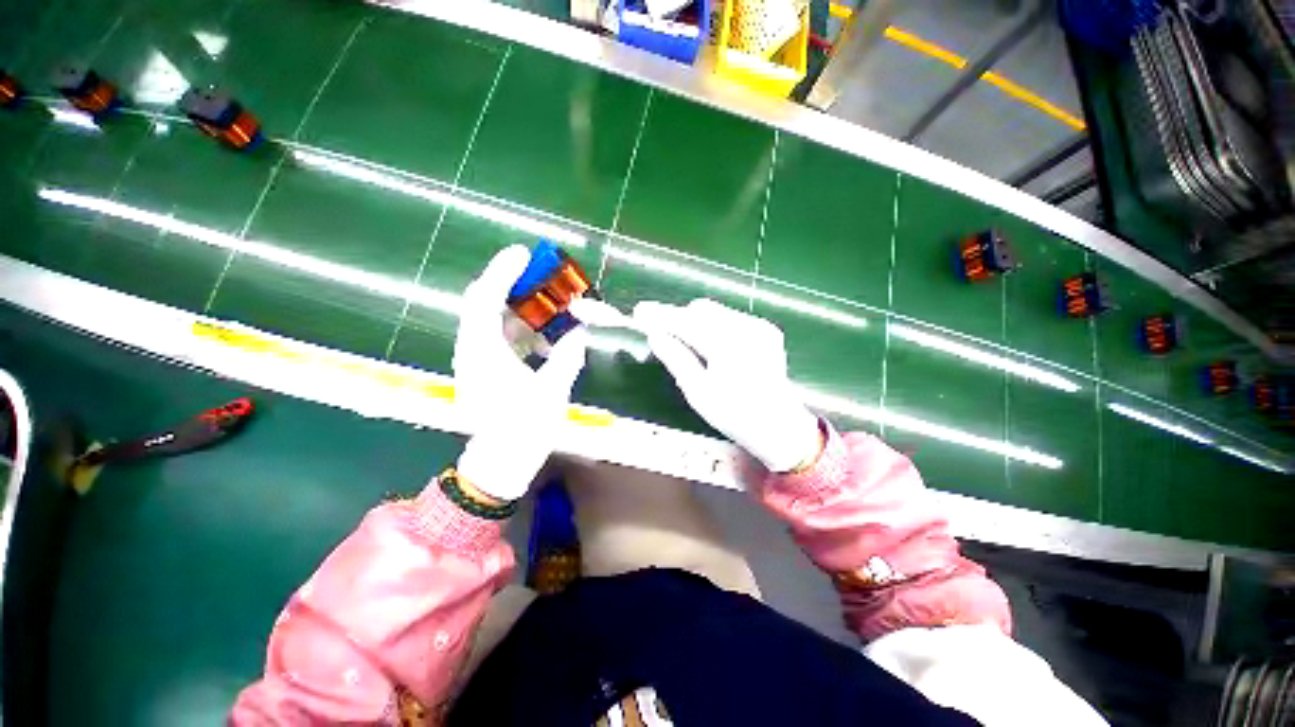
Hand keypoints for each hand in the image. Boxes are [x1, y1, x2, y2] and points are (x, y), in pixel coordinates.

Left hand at [454, 245, 588, 500]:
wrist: (501, 462)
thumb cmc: (523, 429)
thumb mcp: (552, 390)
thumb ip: (567, 356)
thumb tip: (579, 332)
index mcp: (483, 352)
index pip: (485, 299)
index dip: (502, 272)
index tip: (523, 254)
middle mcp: (473, 350)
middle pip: (486, 304)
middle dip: (513, 285)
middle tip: (541, 276)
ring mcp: (478, 360)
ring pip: (495, 320)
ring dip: (521, 308)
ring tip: (549, 304)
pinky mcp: (486, 369)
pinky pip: (502, 338)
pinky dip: (523, 330)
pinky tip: (545, 337)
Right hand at [633, 299, 820, 472]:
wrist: (779, 426)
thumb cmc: (734, 415)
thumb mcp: (698, 392)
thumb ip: (676, 358)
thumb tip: (654, 334)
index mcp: (728, 346)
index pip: (685, 321)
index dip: (660, 315)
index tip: (639, 311)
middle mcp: (746, 328)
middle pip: (701, 310)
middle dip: (678, 317)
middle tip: (659, 330)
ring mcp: (759, 327)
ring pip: (716, 311)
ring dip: (695, 320)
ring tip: (682, 339)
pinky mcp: (766, 330)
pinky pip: (731, 318)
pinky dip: (713, 325)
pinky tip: (709, 343)